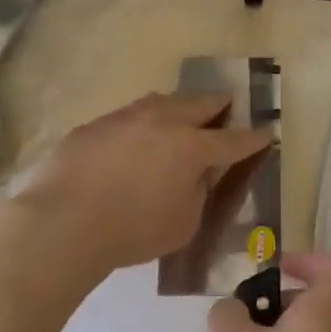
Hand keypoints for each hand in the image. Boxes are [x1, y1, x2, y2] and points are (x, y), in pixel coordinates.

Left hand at [17, 92, 273, 271]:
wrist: (62, 221)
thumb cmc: (133, 230)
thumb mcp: (183, 223)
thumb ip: (197, 194)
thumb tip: (195, 176)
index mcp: (193, 147)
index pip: (234, 139)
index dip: (254, 137)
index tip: (268, 131)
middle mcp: (164, 121)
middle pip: (201, 103)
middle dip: (219, 105)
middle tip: (227, 107)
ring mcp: (127, 117)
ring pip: (162, 101)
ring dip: (179, 106)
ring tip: (181, 114)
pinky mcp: (95, 125)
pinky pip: (129, 117)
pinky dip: (142, 123)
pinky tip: (134, 139)